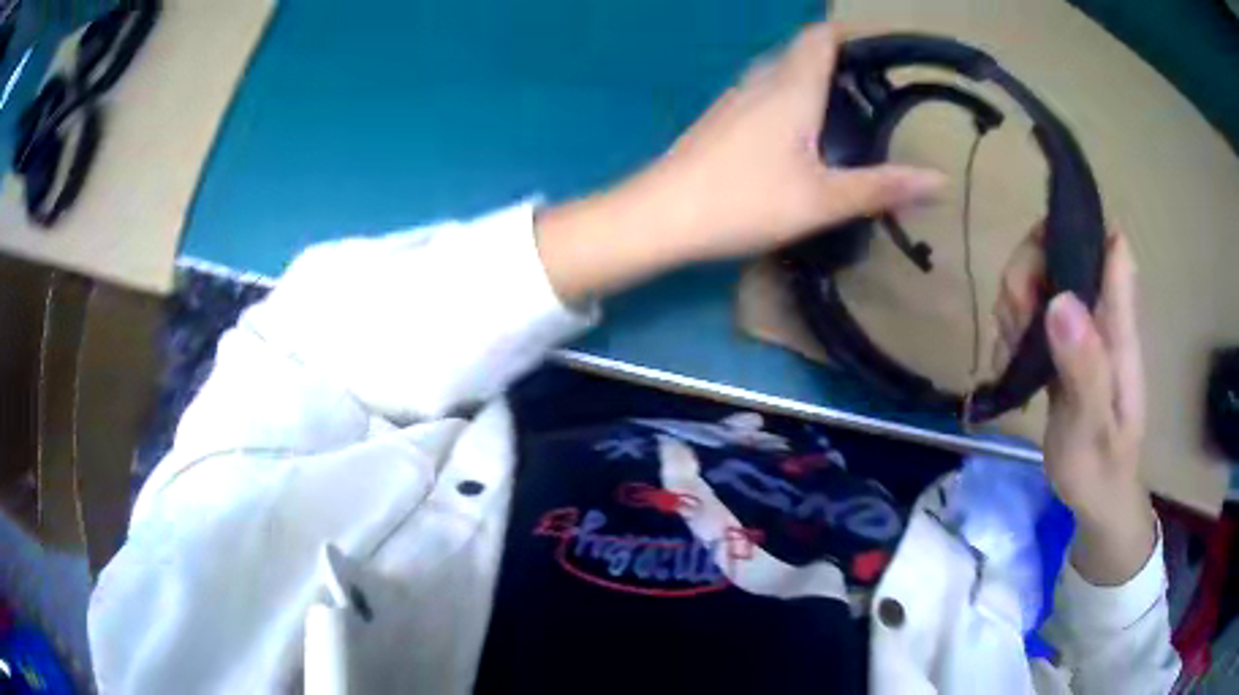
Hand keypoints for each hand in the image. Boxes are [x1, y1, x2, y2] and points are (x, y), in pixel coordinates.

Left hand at [537, 22, 944, 302]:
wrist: (659, 216)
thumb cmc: (743, 201)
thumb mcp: (822, 199)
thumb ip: (881, 187)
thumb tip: (939, 180)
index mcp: (790, 87)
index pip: (821, 37)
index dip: (851, 35)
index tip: (882, 53)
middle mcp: (760, 82)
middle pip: (802, 53)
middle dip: (839, 61)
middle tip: (873, 92)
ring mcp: (733, 100)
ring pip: (780, 74)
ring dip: (812, 82)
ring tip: (844, 113)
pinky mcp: (718, 121)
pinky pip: (761, 95)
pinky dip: (788, 100)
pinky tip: (798, 136)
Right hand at [994, 227, 1155, 584]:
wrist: (1098, 498)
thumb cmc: (1102, 469)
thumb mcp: (1093, 429)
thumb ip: (1085, 369)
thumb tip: (1060, 300)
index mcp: (1118, 327)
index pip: (1110, 248)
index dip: (1078, 230)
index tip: (1042, 254)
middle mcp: (1100, 316)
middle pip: (1061, 252)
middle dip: (1028, 274)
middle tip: (1014, 324)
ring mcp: (1080, 329)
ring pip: (1040, 280)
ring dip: (1014, 304)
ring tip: (1011, 354)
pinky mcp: (1062, 346)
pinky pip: (1030, 312)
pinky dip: (1011, 328)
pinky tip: (1009, 364)